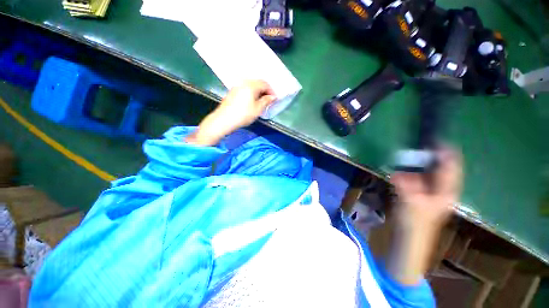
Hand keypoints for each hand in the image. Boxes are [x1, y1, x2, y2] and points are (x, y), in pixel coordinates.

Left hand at [186, 80, 275, 145]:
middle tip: (269, 99)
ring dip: (258, 91)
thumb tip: (272, 97)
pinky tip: (252, 100)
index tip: (274, 99)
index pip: (265, 84)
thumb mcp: (257, 109)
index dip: (271, 91)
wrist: (224, 120)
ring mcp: (237, 86)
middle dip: (265, 90)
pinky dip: (251, 93)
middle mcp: (243, 83)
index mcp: (251, 85)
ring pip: (251, 85)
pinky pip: (245, 88)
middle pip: (257, 83)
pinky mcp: (233, 92)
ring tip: (261, 101)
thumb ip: (266, 101)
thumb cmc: (243, 115)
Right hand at [387, 147, 462, 284]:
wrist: (409, 237)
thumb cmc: (415, 224)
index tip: (432, 138)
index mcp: (446, 190)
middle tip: (417, 142)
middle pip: (439, 165)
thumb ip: (406, 187)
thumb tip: (398, 172)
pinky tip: (401, 166)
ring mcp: (429, 189)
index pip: (450, 166)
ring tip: (408, 150)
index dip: (444, 151)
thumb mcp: (412, 205)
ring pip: (427, 169)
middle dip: (429, 153)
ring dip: (418, 160)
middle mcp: (441, 187)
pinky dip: (410, 168)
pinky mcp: (418, 191)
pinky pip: (416, 175)